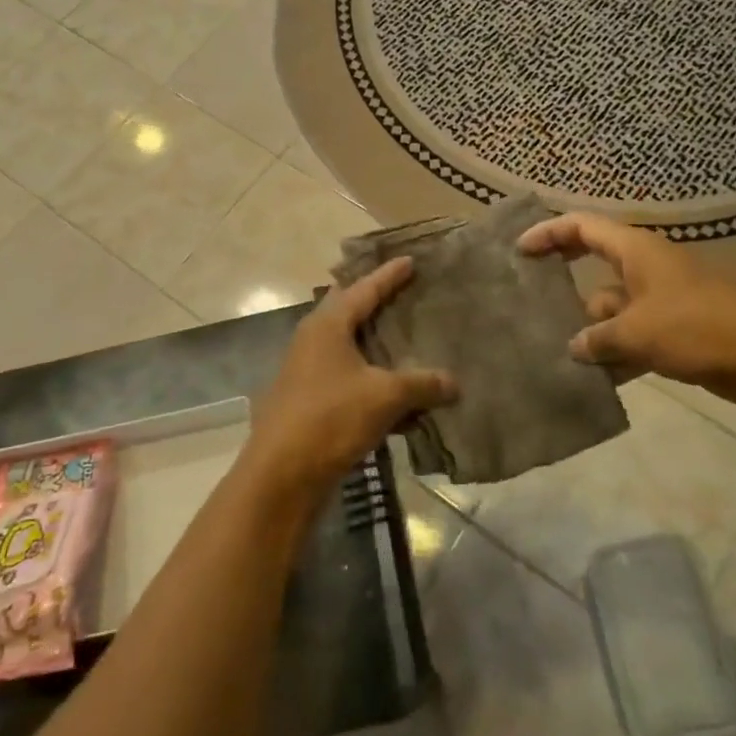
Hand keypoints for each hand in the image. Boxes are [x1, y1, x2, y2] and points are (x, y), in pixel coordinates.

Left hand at [243, 258, 455, 505]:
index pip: (363, 289)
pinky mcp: (308, 401)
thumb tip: (454, 383)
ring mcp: (306, 371)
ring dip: (373, 344)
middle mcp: (313, 340)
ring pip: (347, 347)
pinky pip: (347, 378)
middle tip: (402, 292)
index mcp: (327, 325)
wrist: (281, 475)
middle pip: (348, 311)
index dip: (389, 275)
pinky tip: (394, 394)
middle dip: (374, 301)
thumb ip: (421, 384)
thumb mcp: (385, 397)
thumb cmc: (331, 418)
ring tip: (403, 339)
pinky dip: (370, 379)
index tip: (410, 260)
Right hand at [517, 212, 735, 407]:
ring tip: (557, 350)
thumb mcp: (637, 333)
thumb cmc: (697, 329)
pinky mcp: (676, 326)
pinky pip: (634, 331)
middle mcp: (647, 266)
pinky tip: (596, 377)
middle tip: (531, 291)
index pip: (583, 227)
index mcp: (637, 250)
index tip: (520, 250)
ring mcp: (662, 297)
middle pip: (595, 261)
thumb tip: (574, 345)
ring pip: (613, 304)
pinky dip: (617, 349)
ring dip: (591, 326)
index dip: (548, 233)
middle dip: (565, 276)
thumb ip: (597, 338)